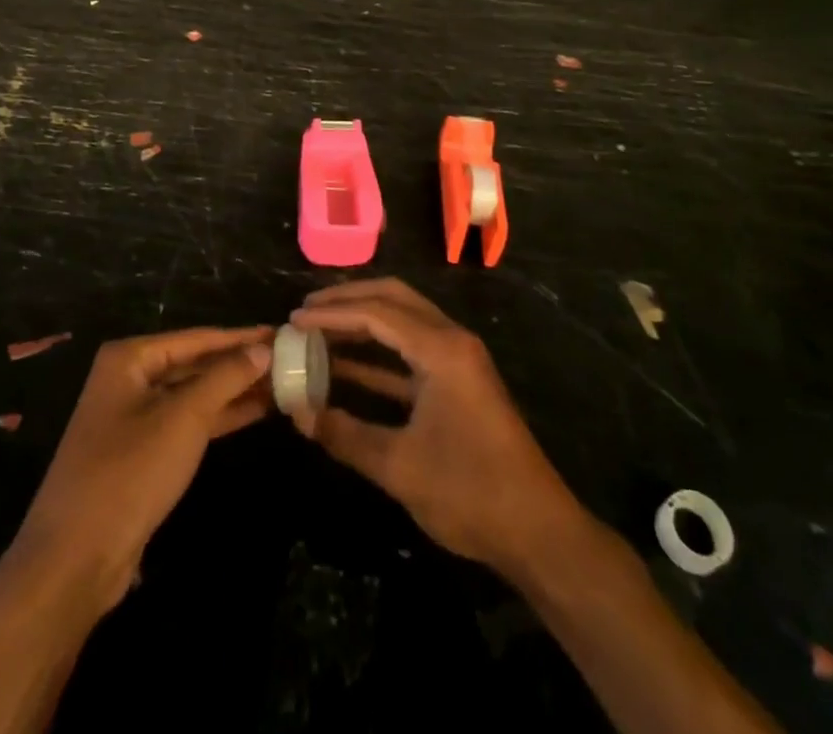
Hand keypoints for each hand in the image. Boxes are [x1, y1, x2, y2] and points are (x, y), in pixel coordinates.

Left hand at [8, 325, 273, 611]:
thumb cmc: (129, 472)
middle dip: (240, 364)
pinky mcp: (142, 453)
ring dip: (235, 391)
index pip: (198, 338)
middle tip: (288, 359)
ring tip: (282, 384)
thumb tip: (262, 346)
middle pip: (195, 363)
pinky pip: (188, 423)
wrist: (75, 560)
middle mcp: (129, 379)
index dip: (242, 337)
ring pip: (194, 395)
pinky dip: (220, 417)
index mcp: (131, 358)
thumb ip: (226, 377)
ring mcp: (134, 418)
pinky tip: (256, 412)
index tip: (282, 332)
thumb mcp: (184, 417)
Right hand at [290, 279, 581, 573]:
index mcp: (442, 349)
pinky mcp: (459, 382)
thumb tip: (297, 414)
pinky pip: (411, 351)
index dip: (332, 313)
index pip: (377, 313)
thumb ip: (344, 435)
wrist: (538, 532)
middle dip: (349, 300)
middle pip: (394, 299)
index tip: (294, 319)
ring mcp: (458, 360)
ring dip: (362, 324)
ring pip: (403, 322)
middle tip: (307, 310)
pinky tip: (345, 368)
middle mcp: (452, 340)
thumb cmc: (470, 493)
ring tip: (319, 330)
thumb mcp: (399, 467)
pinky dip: (378, 354)